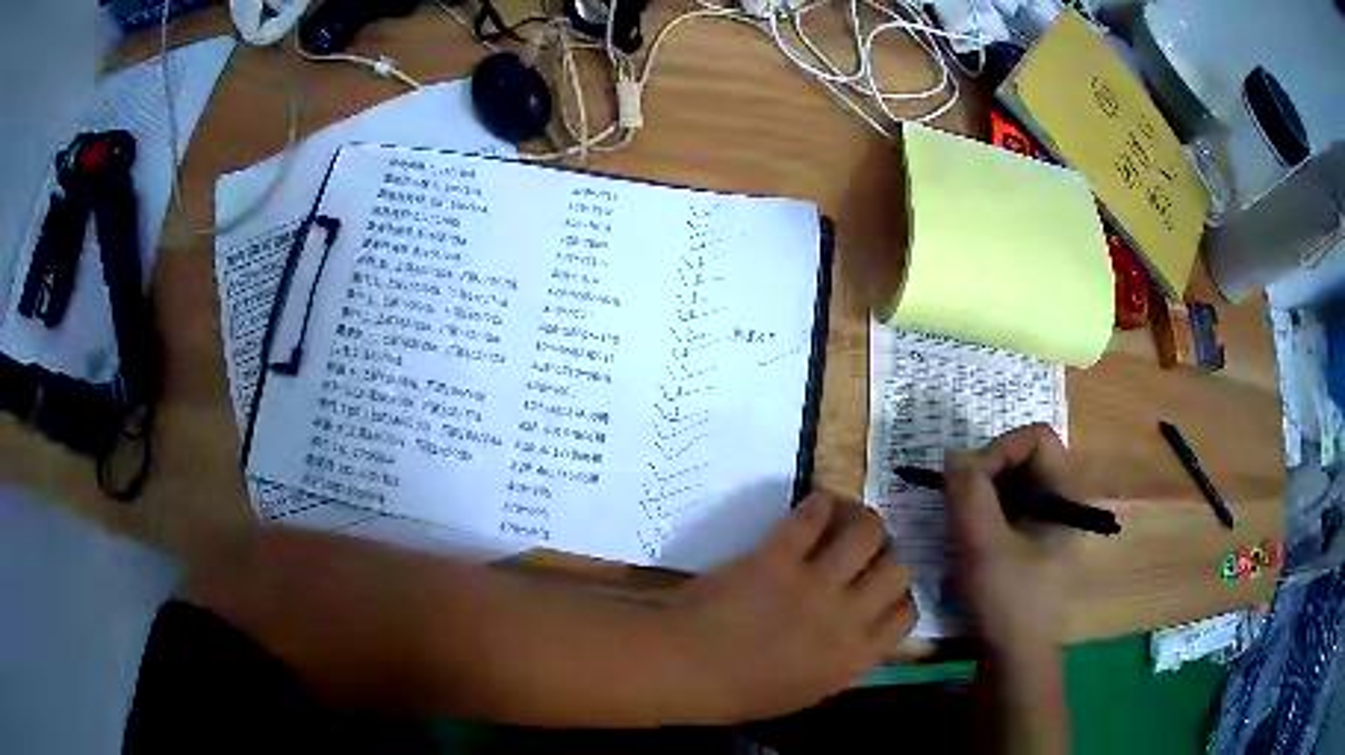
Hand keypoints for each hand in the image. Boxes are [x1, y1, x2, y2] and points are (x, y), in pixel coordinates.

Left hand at [668, 491, 917, 721]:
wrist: (686, 669)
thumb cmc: (740, 693)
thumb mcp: (806, 691)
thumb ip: (841, 661)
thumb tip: (858, 634)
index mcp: (854, 658)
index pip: (905, 615)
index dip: (899, 597)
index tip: (883, 591)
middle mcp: (846, 618)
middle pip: (897, 571)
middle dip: (888, 559)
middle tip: (868, 555)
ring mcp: (815, 584)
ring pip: (867, 533)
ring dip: (863, 522)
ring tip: (849, 522)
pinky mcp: (778, 557)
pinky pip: (812, 518)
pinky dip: (819, 505)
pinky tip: (816, 507)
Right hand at [944, 423, 1070, 657]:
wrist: (1015, 657)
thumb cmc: (1007, 601)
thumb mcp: (983, 545)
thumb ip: (969, 493)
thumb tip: (953, 455)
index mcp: (1065, 495)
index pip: (1036, 438)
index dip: (1000, 449)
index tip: (969, 481)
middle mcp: (1062, 500)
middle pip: (1024, 456)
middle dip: (986, 470)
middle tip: (958, 500)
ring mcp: (1048, 521)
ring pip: (1014, 481)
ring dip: (982, 491)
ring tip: (959, 519)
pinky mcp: (1033, 539)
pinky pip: (1010, 505)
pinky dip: (985, 509)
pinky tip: (967, 535)